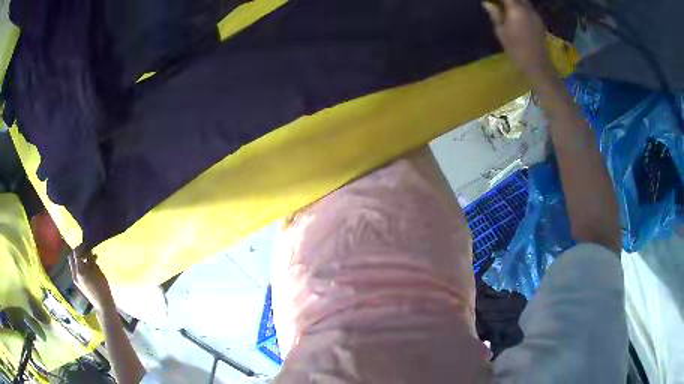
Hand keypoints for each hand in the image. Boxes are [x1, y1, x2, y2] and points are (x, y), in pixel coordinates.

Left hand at [68, 245, 112, 310]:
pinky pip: (75, 269)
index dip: (81, 246)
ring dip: (78, 258)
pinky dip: (79, 265)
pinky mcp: (77, 283)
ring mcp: (75, 279)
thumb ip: (91, 260)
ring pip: (72, 263)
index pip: (76, 252)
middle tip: (85, 249)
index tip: (87, 244)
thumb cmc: (102, 287)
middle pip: (71, 257)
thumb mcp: (97, 271)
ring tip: (87, 257)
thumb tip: (88, 251)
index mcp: (79, 270)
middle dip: (77, 251)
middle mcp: (74, 273)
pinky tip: (87, 266)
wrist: (102, 305)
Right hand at [483, 0, 555, 82]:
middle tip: (498, 3)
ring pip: (524, 1)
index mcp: (516, 9)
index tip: (491, 0)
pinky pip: (529, 8)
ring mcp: (535, 15)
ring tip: (505, 6)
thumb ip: (495, 15)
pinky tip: (515, 12)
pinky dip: (521, 6)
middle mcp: (527, 8)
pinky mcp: (539, 21)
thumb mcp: (501, 32)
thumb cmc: (516, 50)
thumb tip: (487, 3)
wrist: (538, 66)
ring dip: (515, 2)